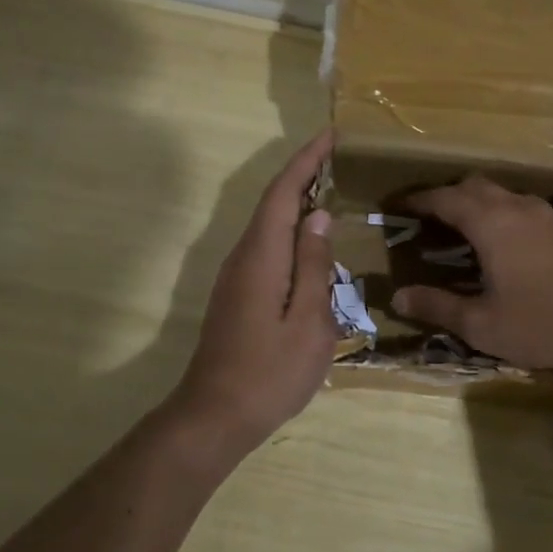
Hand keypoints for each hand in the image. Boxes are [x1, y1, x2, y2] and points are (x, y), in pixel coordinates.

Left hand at [174, 131, 337, 444]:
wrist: (215, 416)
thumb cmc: (270, 372)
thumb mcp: (309, 322)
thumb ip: (314, 266)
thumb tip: (318, 217)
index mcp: (262, 256)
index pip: (283, 193)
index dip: (306, 161)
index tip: (330, 135)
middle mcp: (243, 256)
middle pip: (273, 203)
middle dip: (303, 175)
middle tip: (338, 160)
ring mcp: (235, 276)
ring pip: (268, 225)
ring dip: (296, 203)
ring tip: (330, 192)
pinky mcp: (236, 294)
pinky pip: (266, 247)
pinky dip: (289, 231)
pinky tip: (310, 245)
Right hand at [391, 175, 552, 371]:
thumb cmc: (544, 322)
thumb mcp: (482, 324)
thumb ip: (438, 307)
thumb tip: (397, 297)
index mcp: (490, 223)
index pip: (444, 199)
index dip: (418, 200)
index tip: (398, 206)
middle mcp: (517, 208)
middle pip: (475, 187)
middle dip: (447, 196)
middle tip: (429, 218)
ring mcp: (548, 217)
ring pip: (504, 195)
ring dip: (478, 204)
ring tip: (465, 230)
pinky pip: (524, 210)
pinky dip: (503, 216)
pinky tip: (508, 246)